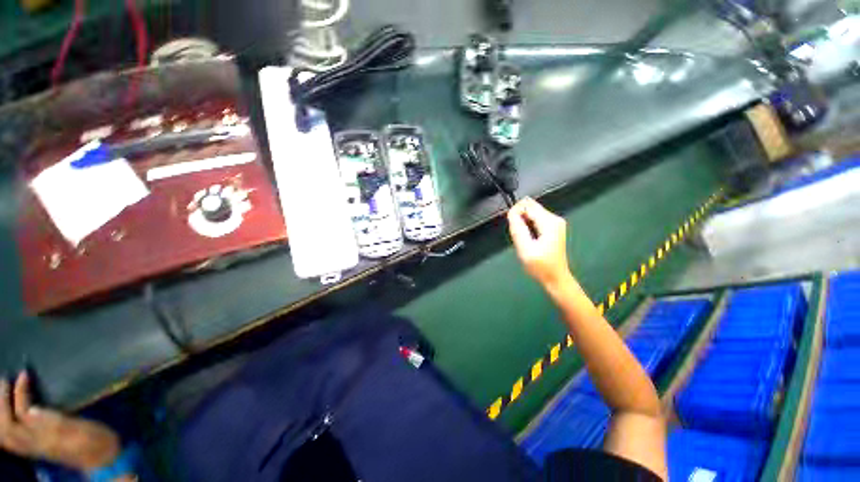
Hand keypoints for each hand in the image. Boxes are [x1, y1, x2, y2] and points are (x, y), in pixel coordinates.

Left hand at [0, 371, 119, 470]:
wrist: (103, 457)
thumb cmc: (95, 439)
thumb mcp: (79, 430)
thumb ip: (55, 423)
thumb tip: (31, 410)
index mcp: (44, 437)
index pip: (21, 414)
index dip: (19, 393)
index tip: (24, 374)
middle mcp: (33, 444)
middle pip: (6, 427)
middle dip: (1, 403)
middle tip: (5, 380)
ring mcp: (34, 448)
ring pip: (6, 434)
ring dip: (0, 414)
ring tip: (3, 393)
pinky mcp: (36, 447)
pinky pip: (11, 438)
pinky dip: (4, 425)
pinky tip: (8, 416)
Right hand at [507, 198, 572, 288]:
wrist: (555, 278)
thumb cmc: (541, 266)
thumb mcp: (525, 249)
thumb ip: (517, 229)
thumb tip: (511, 213)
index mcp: (549, 222)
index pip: (527, 205)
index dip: (515, 212)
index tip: (512, 226)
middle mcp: (554, 218)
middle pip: (530, 206)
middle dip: (519, 217)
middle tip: (518, 234)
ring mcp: (554, 222)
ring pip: (531, 212)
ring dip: (523, 222)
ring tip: (523, 238)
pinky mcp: (552, 227)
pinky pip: (535, 218)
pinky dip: (527, 225)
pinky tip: (528, 237)